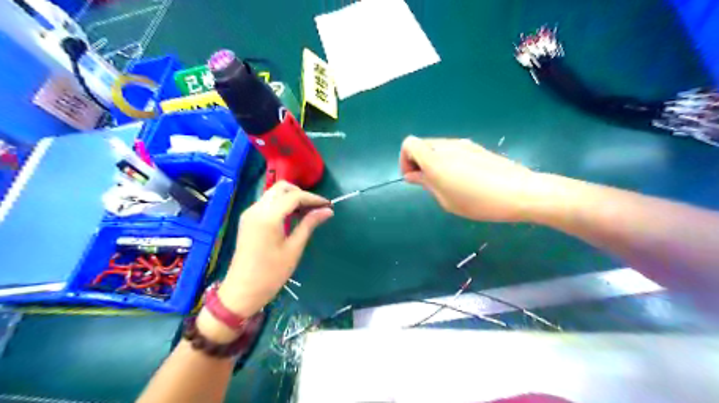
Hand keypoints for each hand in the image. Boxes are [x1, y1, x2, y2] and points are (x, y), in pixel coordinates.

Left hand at [216, 183, 333, 316]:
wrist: (242, 291)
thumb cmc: (271, 273)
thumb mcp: (294, 248)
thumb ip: (309, 225)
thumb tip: (327, 211)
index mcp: (268, 216)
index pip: (294, 196)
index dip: (313, 198)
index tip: (328, 206)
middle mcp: (256, 209)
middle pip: (281, 188)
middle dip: (301, 193)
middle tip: (315, 208)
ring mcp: (250, 213)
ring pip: (273, 194)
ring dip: (291, 198)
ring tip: (307, 212)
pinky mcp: (248, 220)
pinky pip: (267, 203)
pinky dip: (282, 204)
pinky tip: (292, 217)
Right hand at [399, 137, 539, 221]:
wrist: (520, 192)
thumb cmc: (480, 202)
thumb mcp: (447, 200)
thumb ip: (426, 184)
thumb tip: (412, 175)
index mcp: (435, 160)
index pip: (409, 144)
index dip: (405, 160)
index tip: (413, 178)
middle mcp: (447, 146)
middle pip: (421, 144)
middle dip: (417, 161)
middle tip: (427, 183)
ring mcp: (463, 144)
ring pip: (436, 147)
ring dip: (432, 161)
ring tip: (445, 182)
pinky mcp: (475, 147)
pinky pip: (451, 149)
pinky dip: (446, 160)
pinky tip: (461, 178)